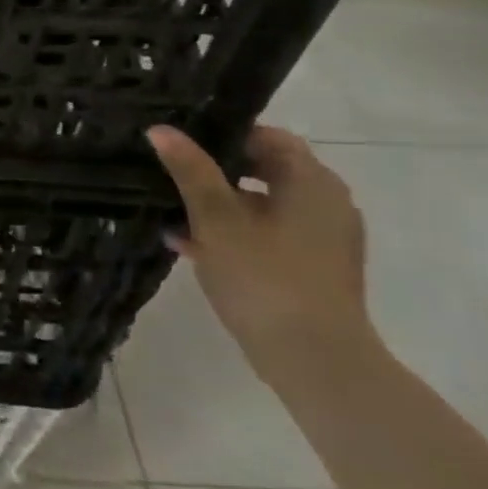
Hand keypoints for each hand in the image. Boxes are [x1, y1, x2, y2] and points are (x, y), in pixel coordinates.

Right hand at [147, 123, 377, 385]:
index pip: (267, 137)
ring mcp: (323, 239)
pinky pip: (268, 235)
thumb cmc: (264, 277)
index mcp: (311, 182)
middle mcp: (326, 203)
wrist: (314, 359)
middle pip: (265, 170)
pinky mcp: (313, 269)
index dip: (223, 134)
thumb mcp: (217, 219)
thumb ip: (191, 171)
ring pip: (262, 205)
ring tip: (169, 212)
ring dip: (218, 206)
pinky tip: (189, 246)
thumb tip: (161, 129)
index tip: (180, 142)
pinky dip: (233, 233)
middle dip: (214, 172)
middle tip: (168, 174)